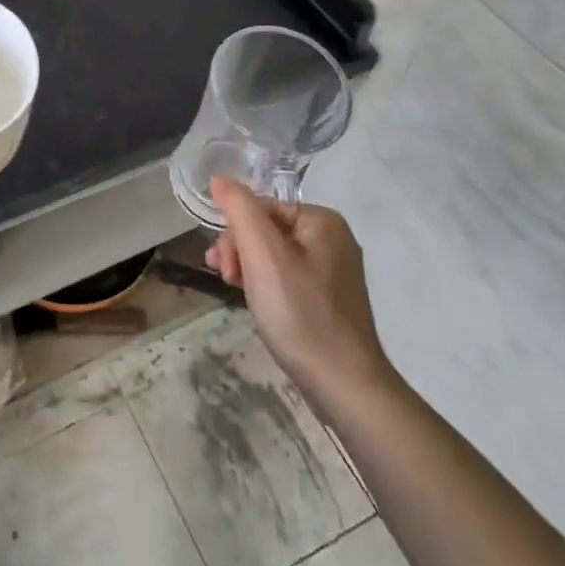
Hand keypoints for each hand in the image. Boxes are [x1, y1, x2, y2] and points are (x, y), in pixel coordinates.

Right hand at [206, 177, 394, 396]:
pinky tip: (258, 304)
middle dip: (240, 250)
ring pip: (273, 255)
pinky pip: (287, 278)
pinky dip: (266, 285)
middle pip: (266, 229)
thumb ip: (240, 209)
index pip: (261, 206)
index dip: (234, 231)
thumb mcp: (262, 254)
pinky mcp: (330, 300)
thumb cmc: (300, 313)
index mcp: (322, 220)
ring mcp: (334, 271)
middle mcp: (332, 239)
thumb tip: (219, 179)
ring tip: (235, 291)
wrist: (345, 386)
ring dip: (248, 267)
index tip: (222, 264)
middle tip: (228, 279)